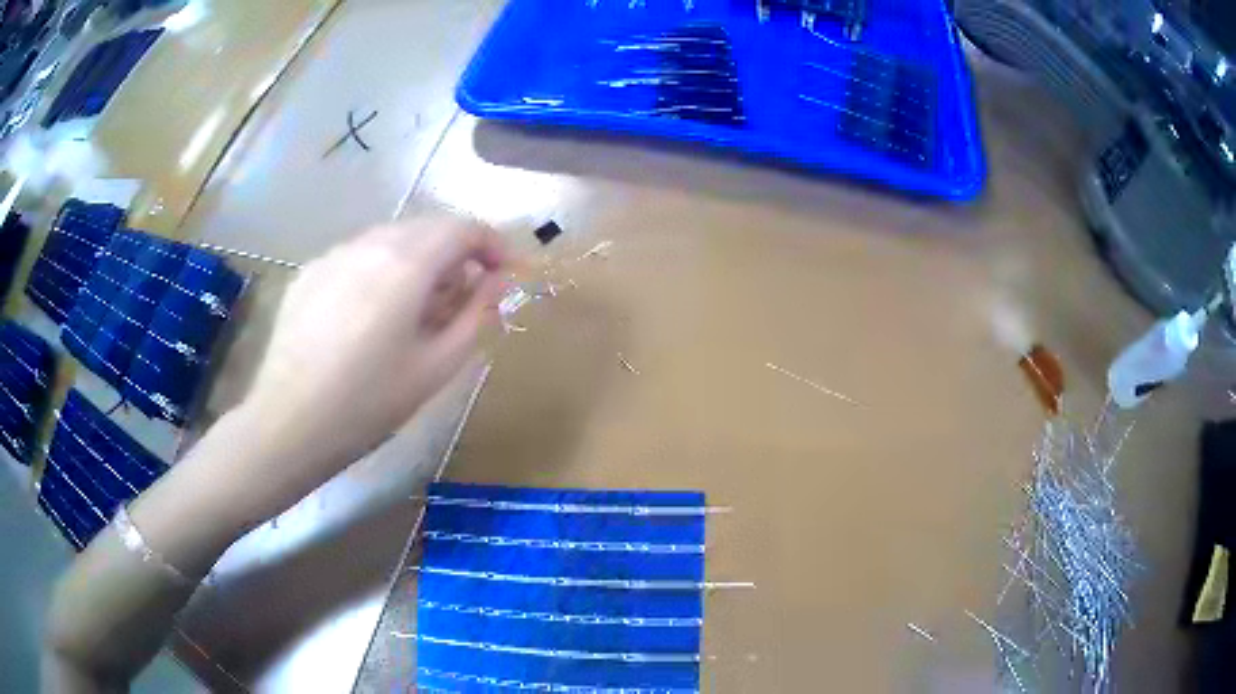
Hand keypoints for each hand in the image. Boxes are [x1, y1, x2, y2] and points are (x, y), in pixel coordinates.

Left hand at [238, 214, 507, 500]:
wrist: (289, 423)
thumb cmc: (369, 403)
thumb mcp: (436, 367)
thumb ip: (476, 316)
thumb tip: (497, 282)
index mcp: (407, 264)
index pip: (463, 228)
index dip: (492, 244)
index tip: (503, 274)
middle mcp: (370, 243)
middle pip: (427, 227)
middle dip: (455, 253)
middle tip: (463, 297)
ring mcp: (334, 254)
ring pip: (391, 238)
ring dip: (418, 260)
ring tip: (416, 308)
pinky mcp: (310, 272)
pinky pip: (358, 256)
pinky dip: (381, 270)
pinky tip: (369, 315)